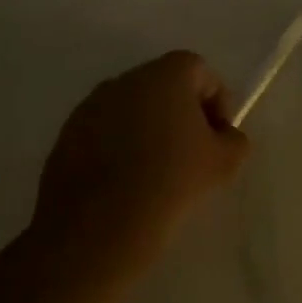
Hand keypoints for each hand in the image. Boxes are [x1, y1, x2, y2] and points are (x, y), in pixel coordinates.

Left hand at [30, 51, 250, 269]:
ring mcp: (91, 105)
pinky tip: (124, 183)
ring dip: (148, 129)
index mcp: (167, 74)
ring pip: (132, 108)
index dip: (217, 101)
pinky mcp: (67, 134)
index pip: (201, 72)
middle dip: (182, 113)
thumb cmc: (170, 183)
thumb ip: (234, 140)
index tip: (218, 137)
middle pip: (165, 85)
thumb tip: (225, 136)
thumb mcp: (223, 164)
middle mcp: (127, 79)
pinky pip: (104, 130)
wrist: (96, 230)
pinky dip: (118, 146)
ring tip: (156, 171)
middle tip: (192, 153)